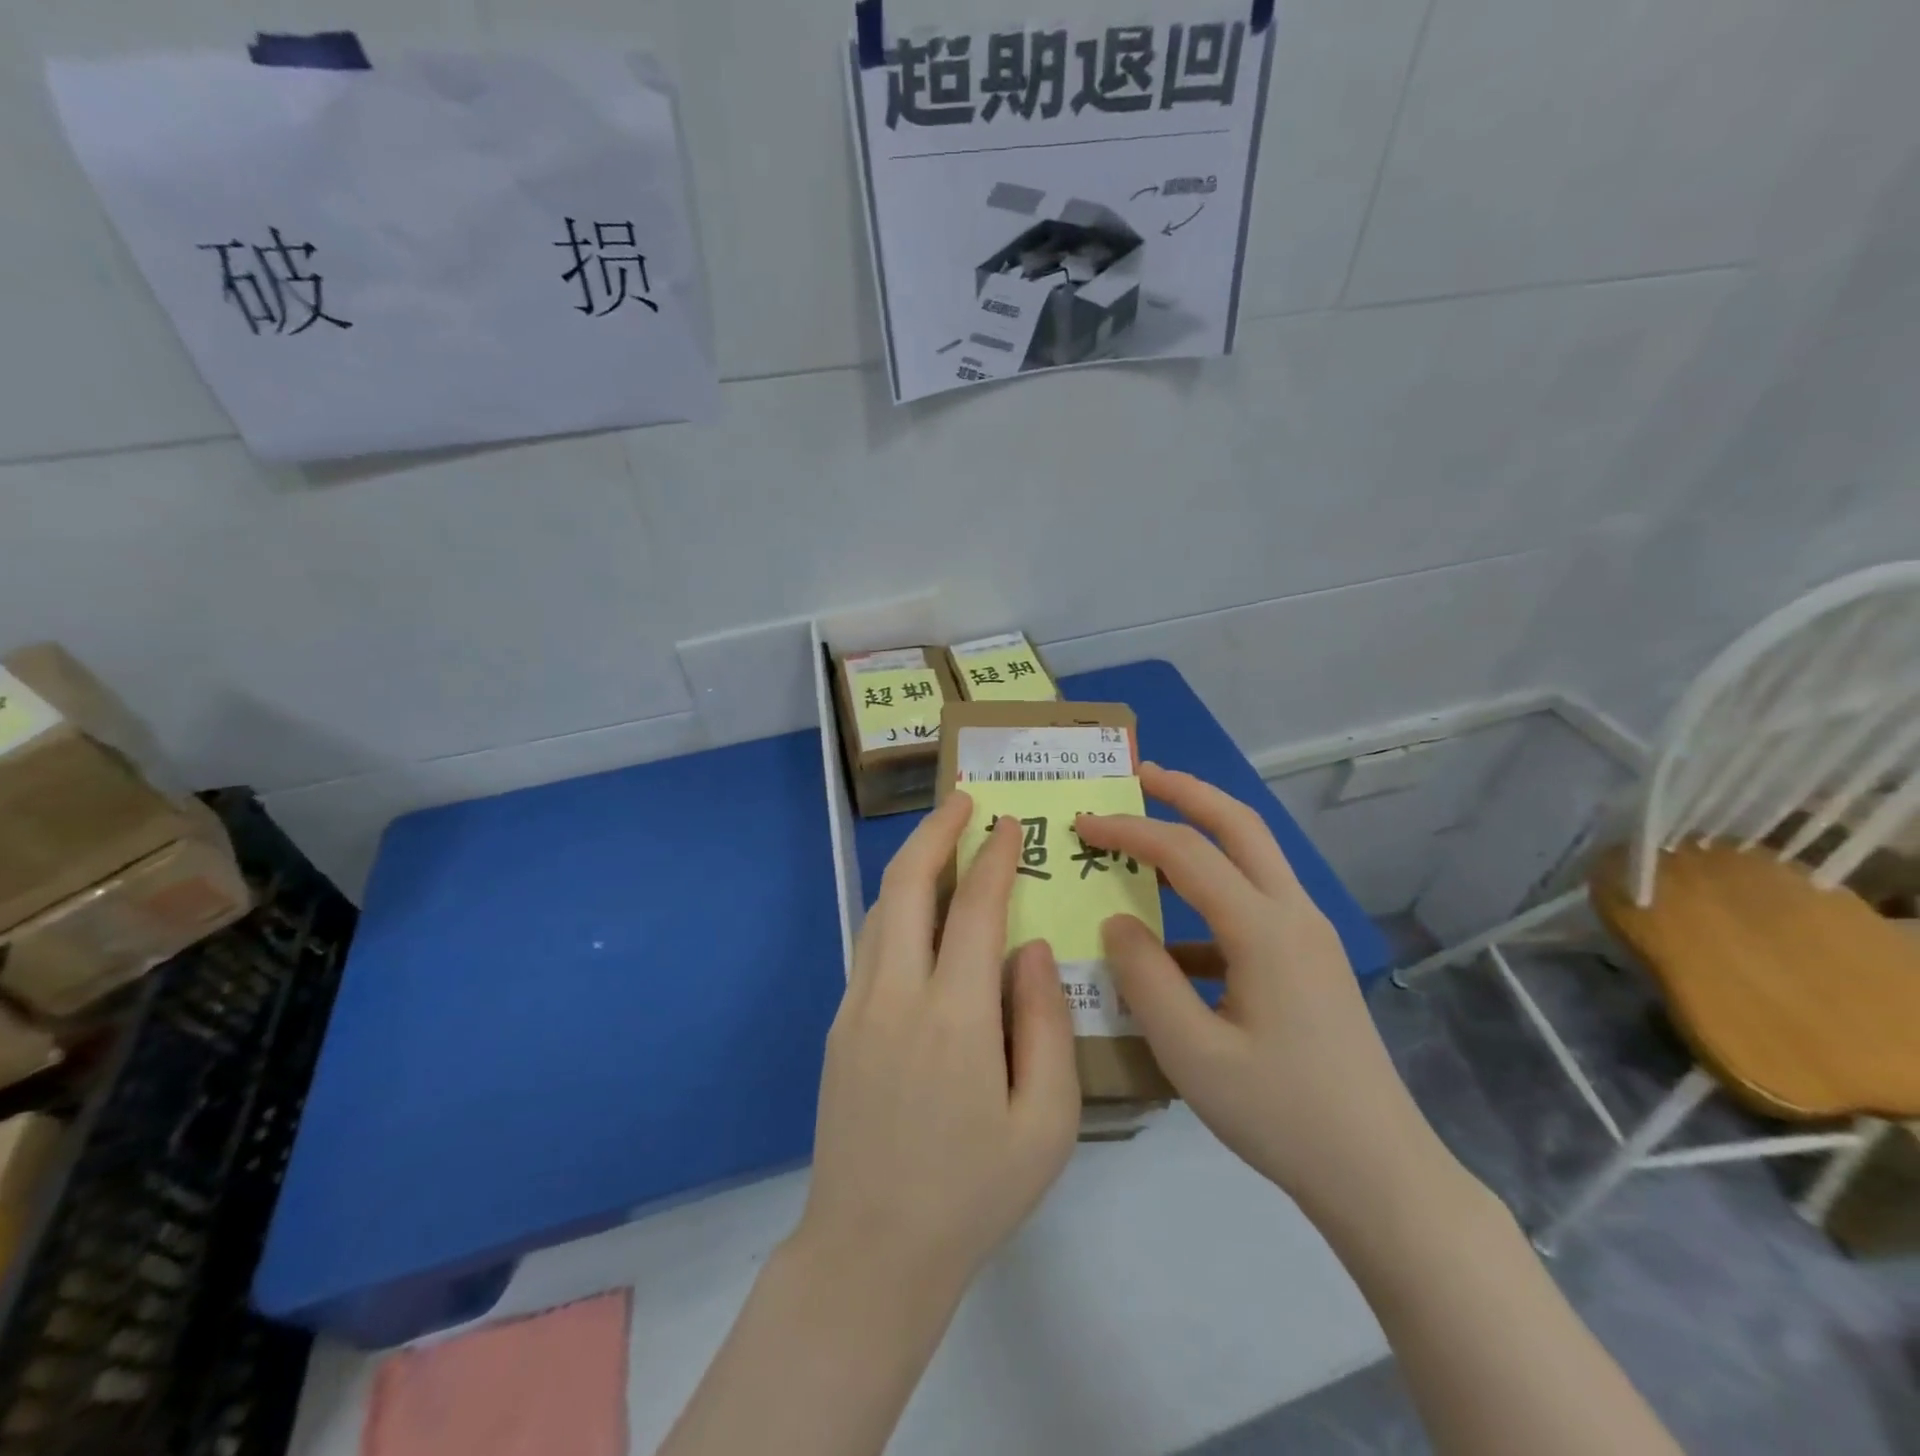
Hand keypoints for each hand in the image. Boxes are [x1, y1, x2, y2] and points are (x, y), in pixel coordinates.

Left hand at [792, 793, 1080, 1300]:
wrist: (870, 1252)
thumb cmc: (974, 1192)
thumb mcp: (1047, 1122)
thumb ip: (1045, 1024)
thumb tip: (1033, 948)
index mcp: (954, 1016)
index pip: (974, 908)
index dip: (993, 858)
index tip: (1009, 825)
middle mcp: (896, 994)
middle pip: (908, 885)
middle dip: (935, 832)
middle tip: (963, 801)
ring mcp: (858, 1006)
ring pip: (881, 909)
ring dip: (912, 866)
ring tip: (942, 843)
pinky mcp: (841, 1026)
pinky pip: (870, 944)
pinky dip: (896, 908)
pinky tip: (919, 913)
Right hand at [1074, 766, 1440, 1218]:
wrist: (1380, 1174)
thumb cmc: (1282, 1114)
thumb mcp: (1193, 1053)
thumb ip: (1145, 978)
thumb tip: (1117, 921)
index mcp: (1264, 929)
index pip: (1186, 852)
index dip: (1130, 829)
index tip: (1082, 822)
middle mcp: (1293, 914)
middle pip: (1240, 824)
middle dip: (1187, 791)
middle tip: (1138, 775)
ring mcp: (1308, 936)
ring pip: (1253, 858)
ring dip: (1203, 833)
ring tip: (1150, 832)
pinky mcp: (1309, 962)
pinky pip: (1253, 906)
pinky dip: (1209, 900)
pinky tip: (1172, 942)